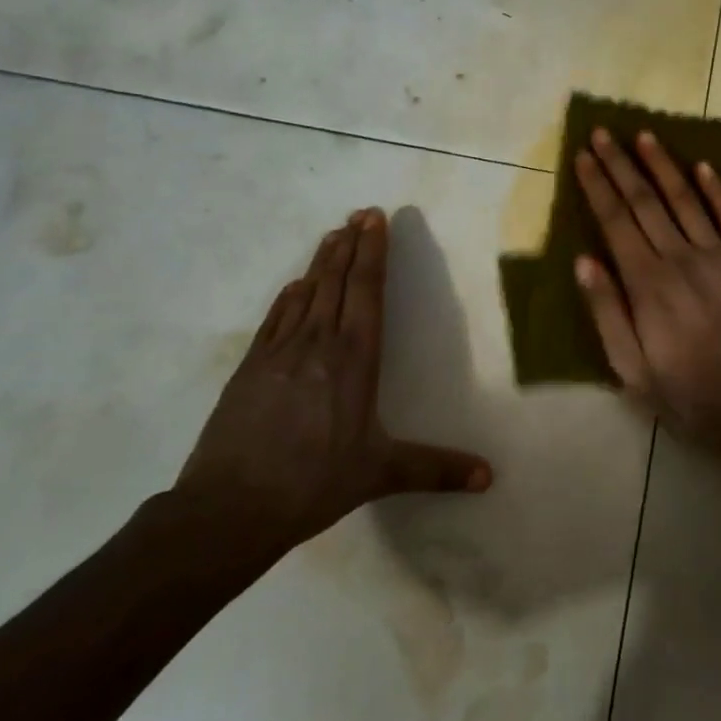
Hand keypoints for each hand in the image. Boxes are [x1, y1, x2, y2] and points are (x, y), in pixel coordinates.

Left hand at [173, 208, 490, 556]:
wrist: (230, 507)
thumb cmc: (314, 483)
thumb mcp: (380, 473)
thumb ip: (436, 469)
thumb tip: (490, 477)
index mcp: (354, 358)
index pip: (367, 290)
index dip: (373, 252)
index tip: (376, 220)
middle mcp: (319, 342)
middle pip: (337, 280)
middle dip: (351, 244)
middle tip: (359, 213)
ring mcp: (280, 351)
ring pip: (306, 292)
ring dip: (322, 261)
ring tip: (333, 234)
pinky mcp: (251, 366)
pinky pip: (276, 317)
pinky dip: (289, 295)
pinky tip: (294, 285)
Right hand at [572, 129, 720, 484]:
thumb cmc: (687, 395)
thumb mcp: (631, 368)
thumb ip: (607, 311)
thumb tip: (584, 260)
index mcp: (647, 283)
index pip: (615, 221)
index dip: (597, 185)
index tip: (583, 155)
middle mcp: (680, 258)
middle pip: (644, 201)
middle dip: (620, 164)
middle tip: (603, 132)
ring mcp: (720, 256)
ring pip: (685, 199)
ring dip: (662, 165)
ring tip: (644, 135)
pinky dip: (716, 189)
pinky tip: (702, 165)